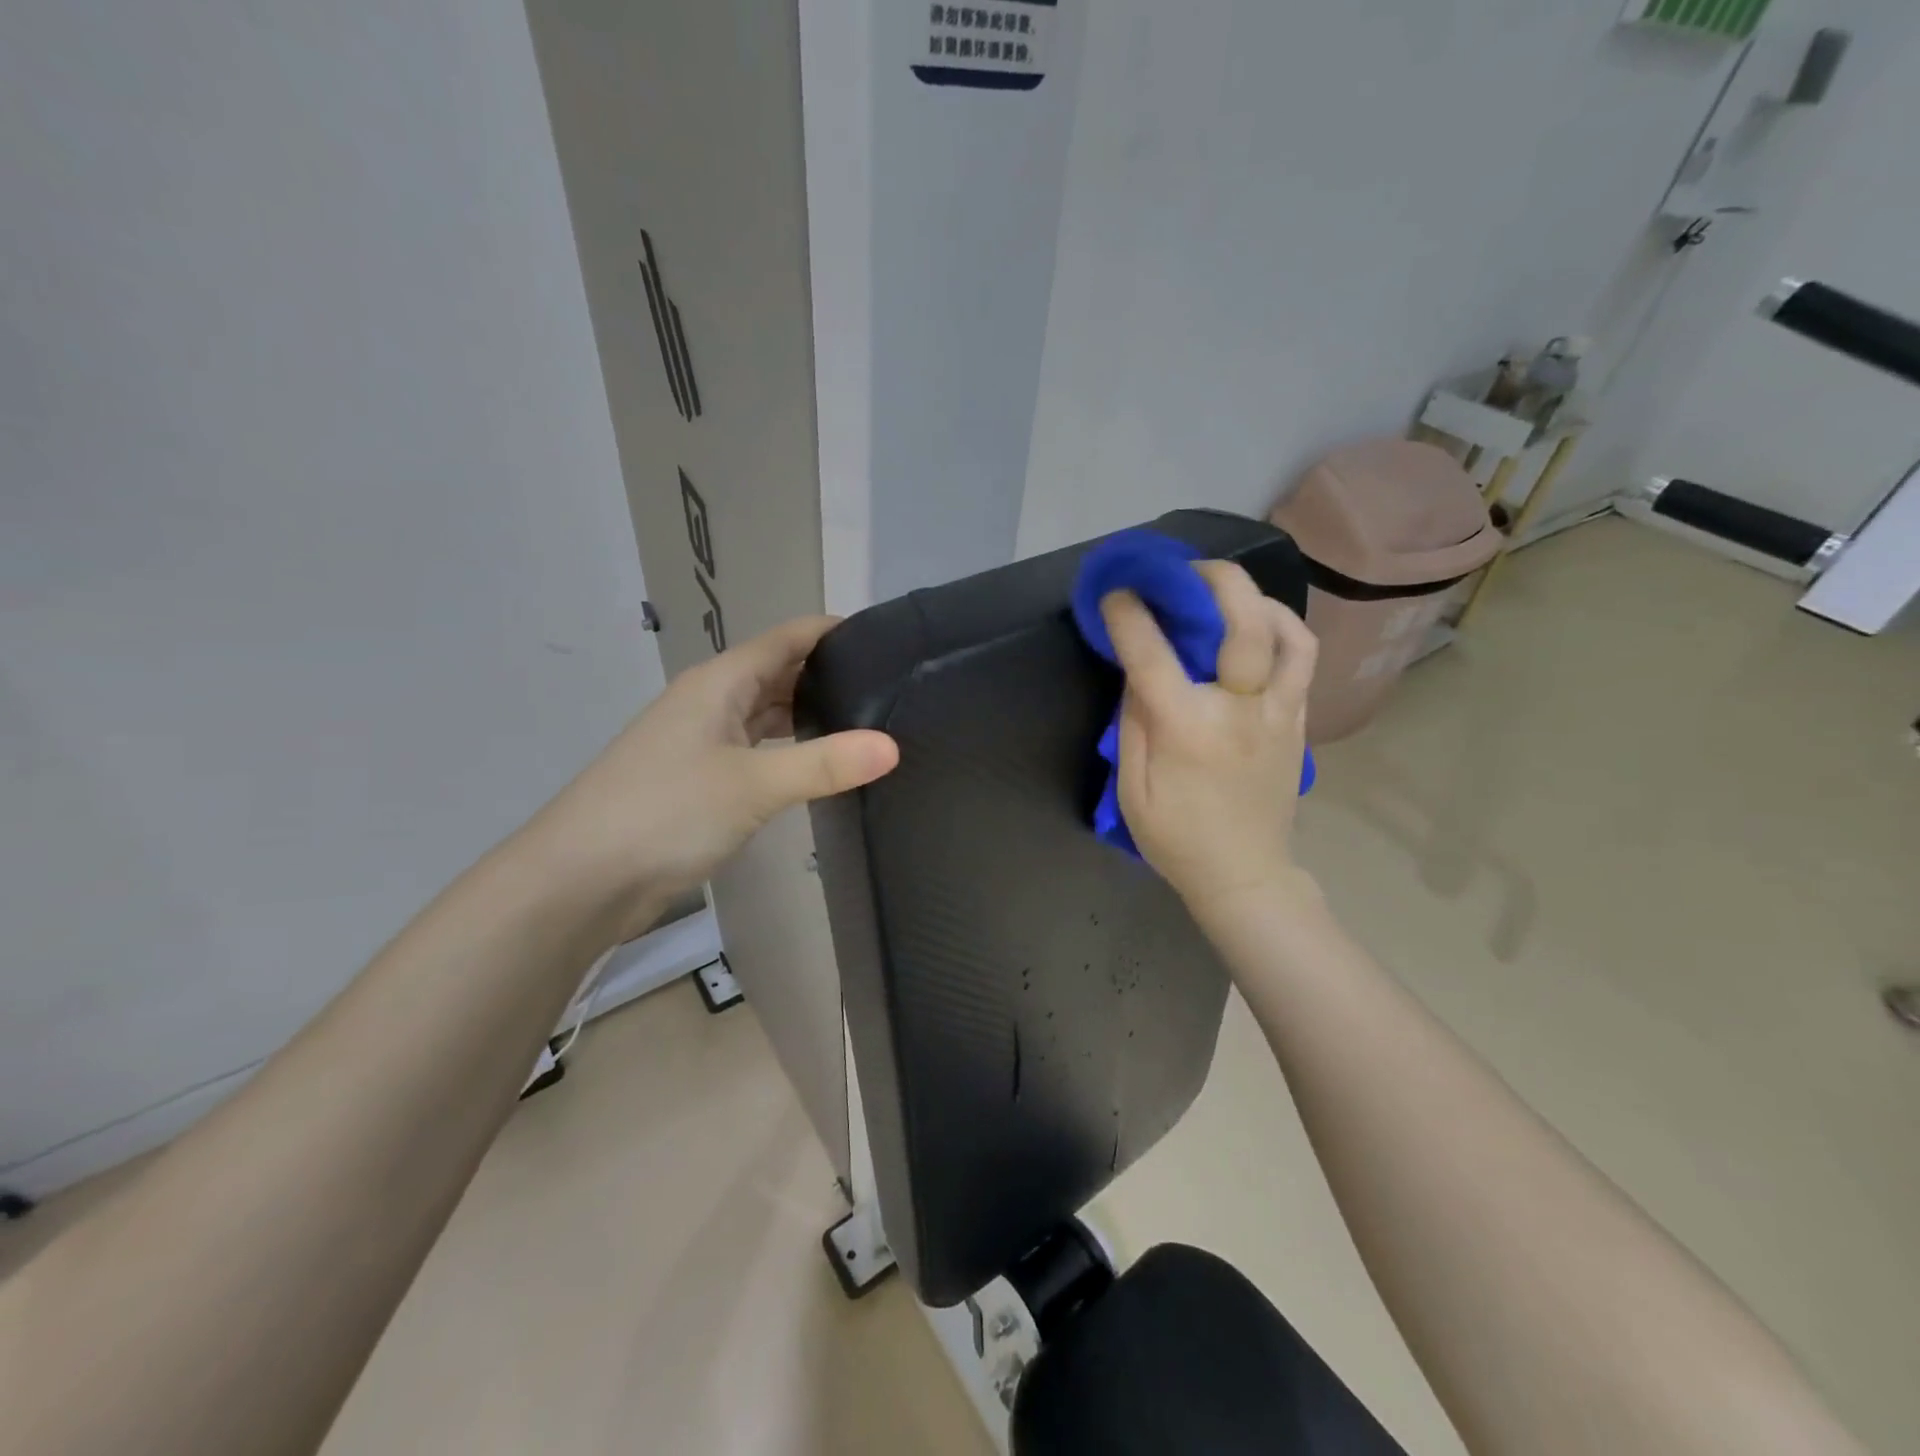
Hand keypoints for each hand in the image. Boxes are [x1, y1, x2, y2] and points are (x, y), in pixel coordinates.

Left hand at [529, 616, 897, 935]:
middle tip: (893, 690)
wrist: (579, 879)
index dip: (835, 632)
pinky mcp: (700, 781)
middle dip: (830, 676)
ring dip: (809, 716)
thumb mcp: (753, 785)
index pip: (788, 638)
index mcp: (720, 682)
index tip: (890, 641)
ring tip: (868, 725)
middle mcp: (710, 702)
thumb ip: (824, 764)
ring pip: (766, 714)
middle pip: (779, 673)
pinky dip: (787, 752)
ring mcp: (702, 742)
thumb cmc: (665, 812)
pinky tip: (817, 768)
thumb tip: (893, 745)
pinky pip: (756, 751)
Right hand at [1100, 561, 1317, 917]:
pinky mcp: (1299, 722)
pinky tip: (1258, 626)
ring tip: (1229, 593)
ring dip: (1258, 599)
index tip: (1116, 594)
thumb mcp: (1132, 789)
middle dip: (1215, 580)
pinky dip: (1282, 630)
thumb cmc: (1176, 838)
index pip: (1152, 654)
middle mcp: (1240, 710)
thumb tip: (1137, 672)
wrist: (1245, 874)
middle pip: (1243, 624)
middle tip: (1188, 569)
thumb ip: (1133, 724)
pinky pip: (1302, 660)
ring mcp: (1279, 714)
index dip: (1130, 616)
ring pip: (1288, 634)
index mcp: (1187, 729)